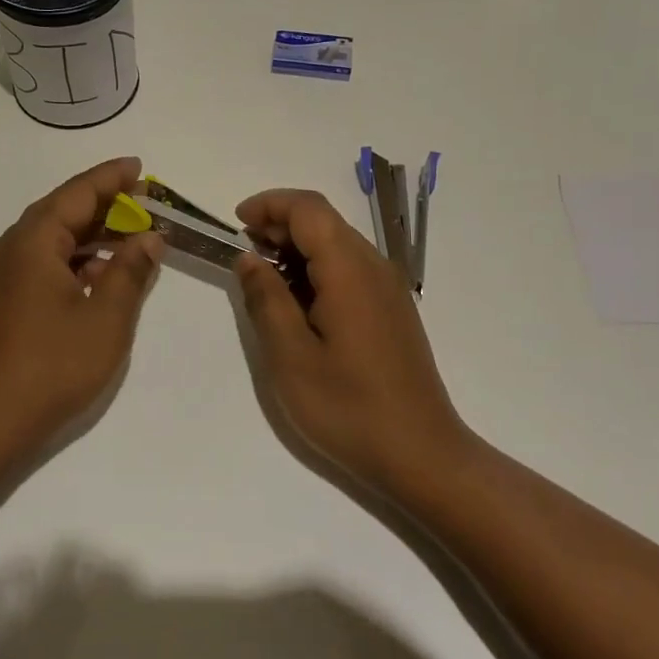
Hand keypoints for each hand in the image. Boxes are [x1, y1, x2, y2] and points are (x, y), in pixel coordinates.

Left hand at [0, 158, 163, 456]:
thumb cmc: (52, 366)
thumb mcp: (106, 318)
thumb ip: (130, 271)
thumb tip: (148, 239)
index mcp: (33, 242)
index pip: (77, 193)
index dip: (111, 178)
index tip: (139, 167)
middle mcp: (12, 248)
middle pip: (63, 211)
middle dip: (105, 205)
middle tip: (146, 203)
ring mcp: (3, 276)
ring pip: (53, 238)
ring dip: (93, 234)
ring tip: (132, 237)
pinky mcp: (3, 300)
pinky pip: (43, 262)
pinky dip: (76, 260)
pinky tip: (102, 276)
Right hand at [235, 189, 467, 487]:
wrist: (422, 455)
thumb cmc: (349, 407)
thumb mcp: (291, 357)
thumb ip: (266, 299)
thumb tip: (249, 258)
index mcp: (350, 270)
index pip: (308, 208)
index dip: (269, 204)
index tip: (236, 224)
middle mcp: (374, 267)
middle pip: (324, 221)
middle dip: (279, 225)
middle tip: (244, 256)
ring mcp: (388, 288)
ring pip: (337, 244)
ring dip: (297, 249)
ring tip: (264, 282)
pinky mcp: (391, 310)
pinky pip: (350, 269)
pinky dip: (317, 269)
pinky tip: (299, 305)